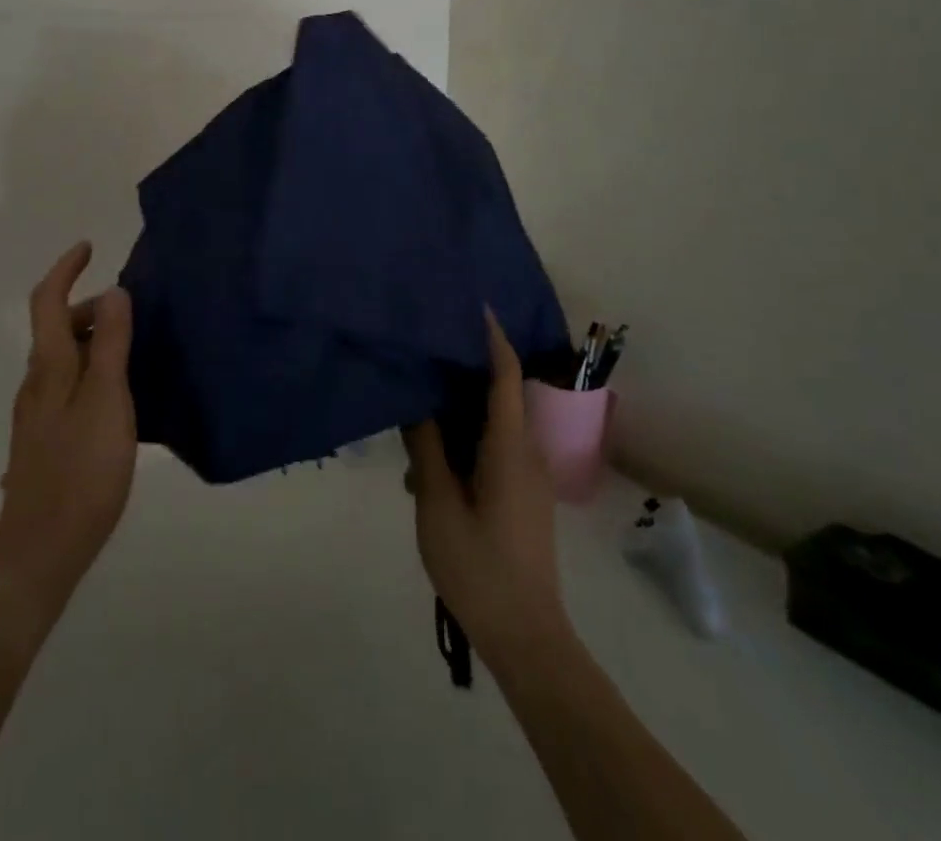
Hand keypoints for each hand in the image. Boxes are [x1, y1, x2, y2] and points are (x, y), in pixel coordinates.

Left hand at [0, 242, 136, 627]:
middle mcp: (36, 382)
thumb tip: (115, 291)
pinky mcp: (44, 438)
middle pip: (58, 327)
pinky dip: (93, 371)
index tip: (88, 247)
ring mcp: (36, 412)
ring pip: (64, 358)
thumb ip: (112, 344)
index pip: (48, 300)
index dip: (65, 269)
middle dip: (91, 308)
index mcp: (49, 365)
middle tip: (134, 313)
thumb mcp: (107, 399)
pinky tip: (120, 398)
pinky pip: (68, 385)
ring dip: (95, 341)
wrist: (40, 550)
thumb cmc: (81, 469)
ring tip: (135, 352)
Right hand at [403, 311, 570, 666]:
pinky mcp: (521, 495)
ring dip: (456, 412)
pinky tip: (426, 462)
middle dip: (463, 368)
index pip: (504, 375)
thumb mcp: (437, 503)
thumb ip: (425, 447)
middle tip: (424, 347)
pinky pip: (492, 448)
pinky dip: (463, 440)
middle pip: (498, 393)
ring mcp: (526, 476)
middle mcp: (526, 452)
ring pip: (491, 424)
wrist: (525, 637)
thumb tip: (415, 401)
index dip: (491, 337)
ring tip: (413, 409)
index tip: (472, 303)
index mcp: (509, 448)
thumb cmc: (479, 566)